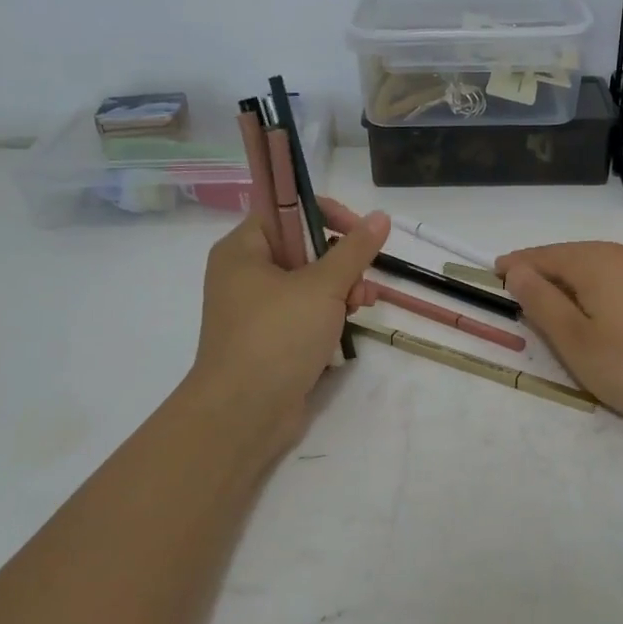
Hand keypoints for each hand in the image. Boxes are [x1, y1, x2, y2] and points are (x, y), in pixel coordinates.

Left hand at [185, 200, 390, 458]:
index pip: (284, 208)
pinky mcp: (270, 339)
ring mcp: (256, 310)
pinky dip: (329, 314)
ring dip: (342, 288)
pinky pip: (305, 312)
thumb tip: (380, 217)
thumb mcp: (322, 287)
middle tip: (362, 279)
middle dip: (341, 261)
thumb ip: (354, 250)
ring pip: (309, 282)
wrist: (243, 414)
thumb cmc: (277, 337)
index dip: (324, 212)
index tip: (358, 230)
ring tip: (362, 306)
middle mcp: (245, 274)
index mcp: (243, 250)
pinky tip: (351, 324)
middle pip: (302, 247)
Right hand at [496, 235, 622, 435]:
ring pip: (607, 258)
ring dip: (581, 269)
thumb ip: (542, 302)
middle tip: (524, 283)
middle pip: (575, 254)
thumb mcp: (576, 341)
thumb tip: (518, 270)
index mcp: (594, 263)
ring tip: (565, 284)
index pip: (544, 256)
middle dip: (547, 266)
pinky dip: (620, 264)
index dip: (518, 264)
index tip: (495, 273)